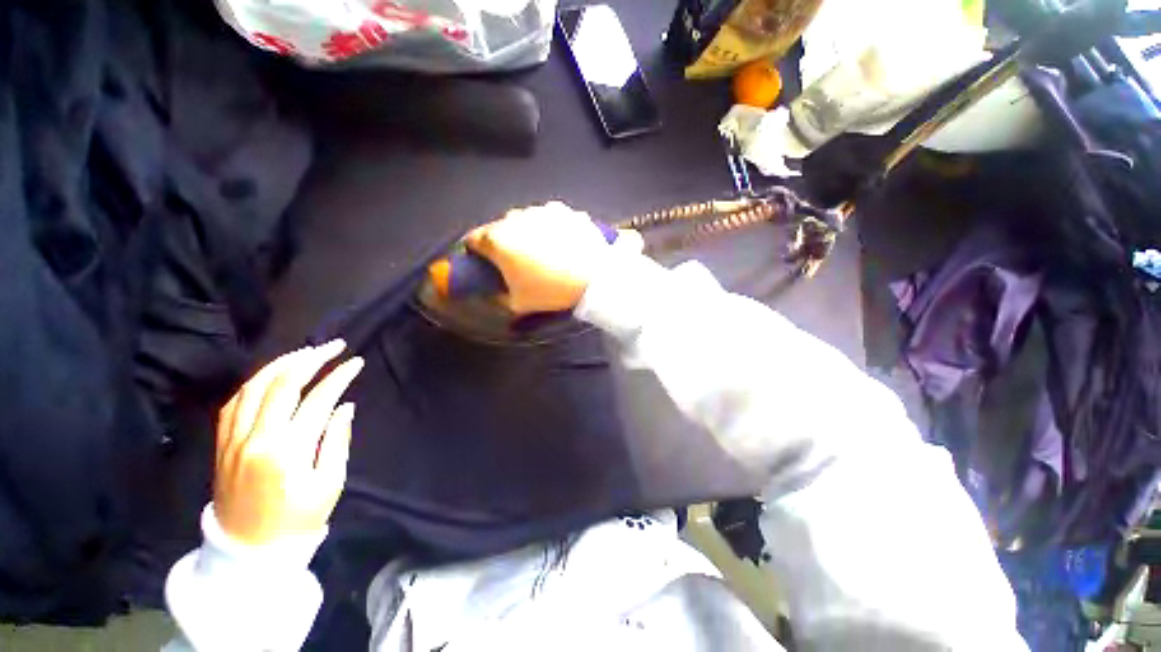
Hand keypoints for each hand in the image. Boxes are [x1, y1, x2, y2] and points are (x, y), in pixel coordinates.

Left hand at [213, 340, 363, 545]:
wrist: (246, 551)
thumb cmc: (297, 520)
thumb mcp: (329, 484)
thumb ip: (337, 441)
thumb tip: (344, 407)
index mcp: (287, 450)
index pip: (317, 400)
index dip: (340, 377)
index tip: (357, 362)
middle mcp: (256, 437)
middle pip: (281, 384)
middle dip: (311, 359)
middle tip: (335, 345)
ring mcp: (233, 440)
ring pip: (253, 387)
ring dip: (281, 364)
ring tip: (305, 353)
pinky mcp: (222, 445)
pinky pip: (234, 403)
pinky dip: (255, 382)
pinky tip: (271, 376)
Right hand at [465, 202, 634, 313]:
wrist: (595, 278)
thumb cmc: (551, 291)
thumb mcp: (518, 303)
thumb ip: (497, 296)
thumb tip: (492, 292)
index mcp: (497, 239)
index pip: (473, 239)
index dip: (475, 251)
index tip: (483, 261)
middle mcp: (515, 217)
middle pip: (499, 228)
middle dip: (503, 242)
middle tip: (516, 260)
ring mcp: (541, 210)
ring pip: (525, 219)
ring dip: (527, 232)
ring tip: (543, 251)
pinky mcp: (564, 210)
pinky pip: (549, 217)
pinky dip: (550, 227)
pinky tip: (561, 242)